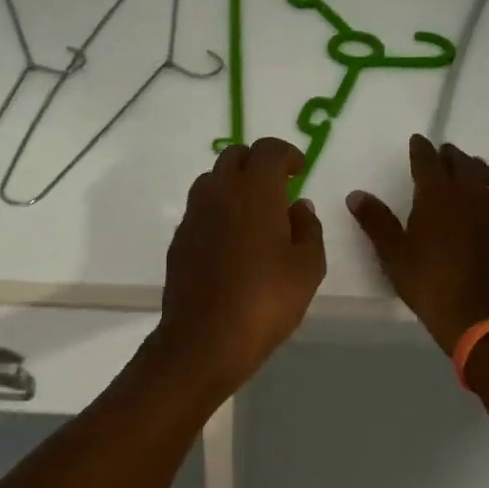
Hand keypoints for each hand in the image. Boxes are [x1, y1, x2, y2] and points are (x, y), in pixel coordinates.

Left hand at [148, 137, 327, 398]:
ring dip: (234, 184)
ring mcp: (194, 213)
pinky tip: (231, 240)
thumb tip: (299, 205)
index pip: (268, 149)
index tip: (299, 170)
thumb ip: (308, 228)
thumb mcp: (307, 267)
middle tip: (277, 186)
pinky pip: (200, 208)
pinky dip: (218, 210)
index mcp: (255, 189)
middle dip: (257, 163)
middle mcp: (220, 190)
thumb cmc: (266, 299)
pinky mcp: (179, 238)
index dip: (286, 153)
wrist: (205, 338)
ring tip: (253, 213)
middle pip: (235, 156)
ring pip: (213, 180)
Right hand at [348, 135, 488, 354]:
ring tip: (475, 170)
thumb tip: (356, 194)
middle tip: (445, 153)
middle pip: (463, 166)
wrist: (477, 319)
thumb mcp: (393, 253)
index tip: (417, 140)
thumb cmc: (428, 283)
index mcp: (437, 196)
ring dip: (482, 172)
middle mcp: (470, 197)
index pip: (427, 162)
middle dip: (452, 156)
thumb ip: (375, 220)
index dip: (421, 149)